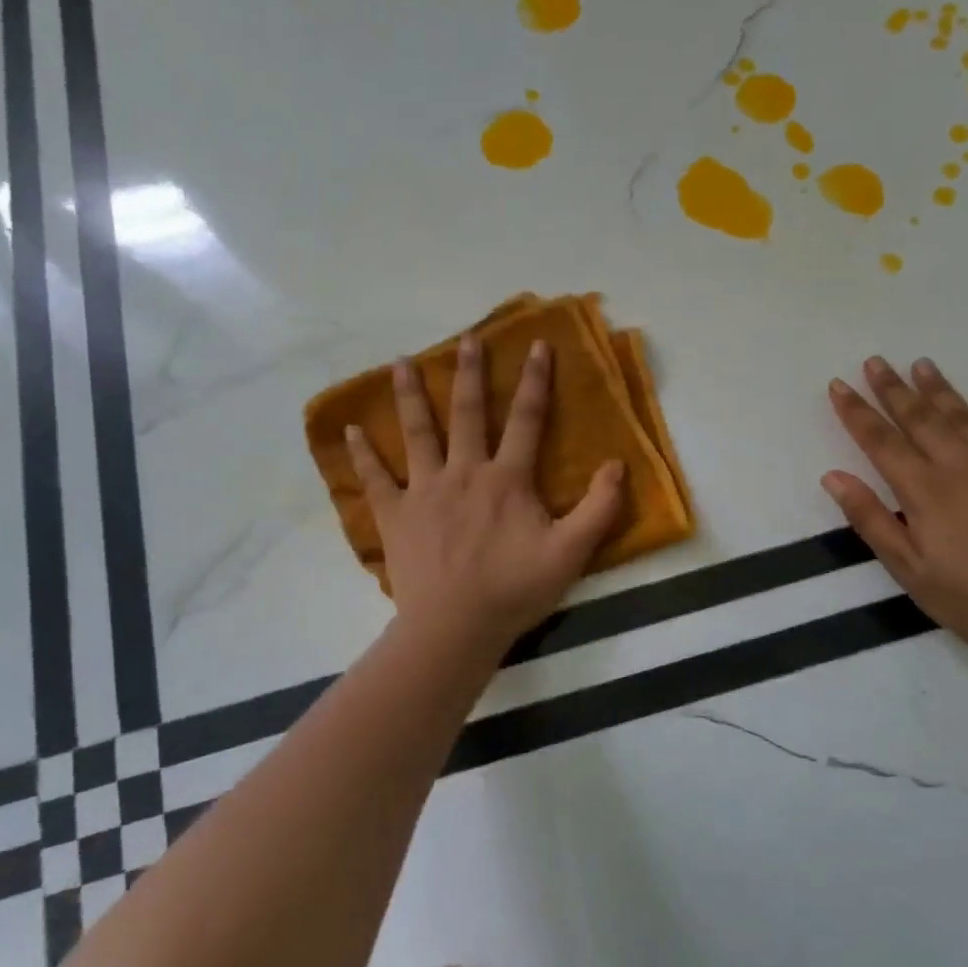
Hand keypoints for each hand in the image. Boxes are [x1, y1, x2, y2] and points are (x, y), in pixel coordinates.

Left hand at [344, 335, 624, 658]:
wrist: (454, 627)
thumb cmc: (514, 590)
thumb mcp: (571, 553)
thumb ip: (598, 508)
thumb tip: (617, 464)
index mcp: (507, 479)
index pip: (527, 419)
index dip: (535, 381)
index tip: (538, 345)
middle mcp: (464, 472)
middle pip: (468, 414)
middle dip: (470, 374)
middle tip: (466, 339)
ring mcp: (424, 491)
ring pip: (417, 433)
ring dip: (410, 396)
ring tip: (400, 362)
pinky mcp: (395, 514)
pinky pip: (375, 479)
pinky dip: (362, 454)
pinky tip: (349, 431)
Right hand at [822, 356, 967, 660]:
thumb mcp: (909, 569)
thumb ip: (870, 519)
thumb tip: (834, 477)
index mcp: (924, 490)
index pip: (881, 441)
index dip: (856, 412)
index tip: (838, 385)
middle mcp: (960, 467)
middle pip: (920, 418)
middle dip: (893, 389)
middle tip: (875, 361)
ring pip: (963, 417)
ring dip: (939, 389)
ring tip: (921, 364)